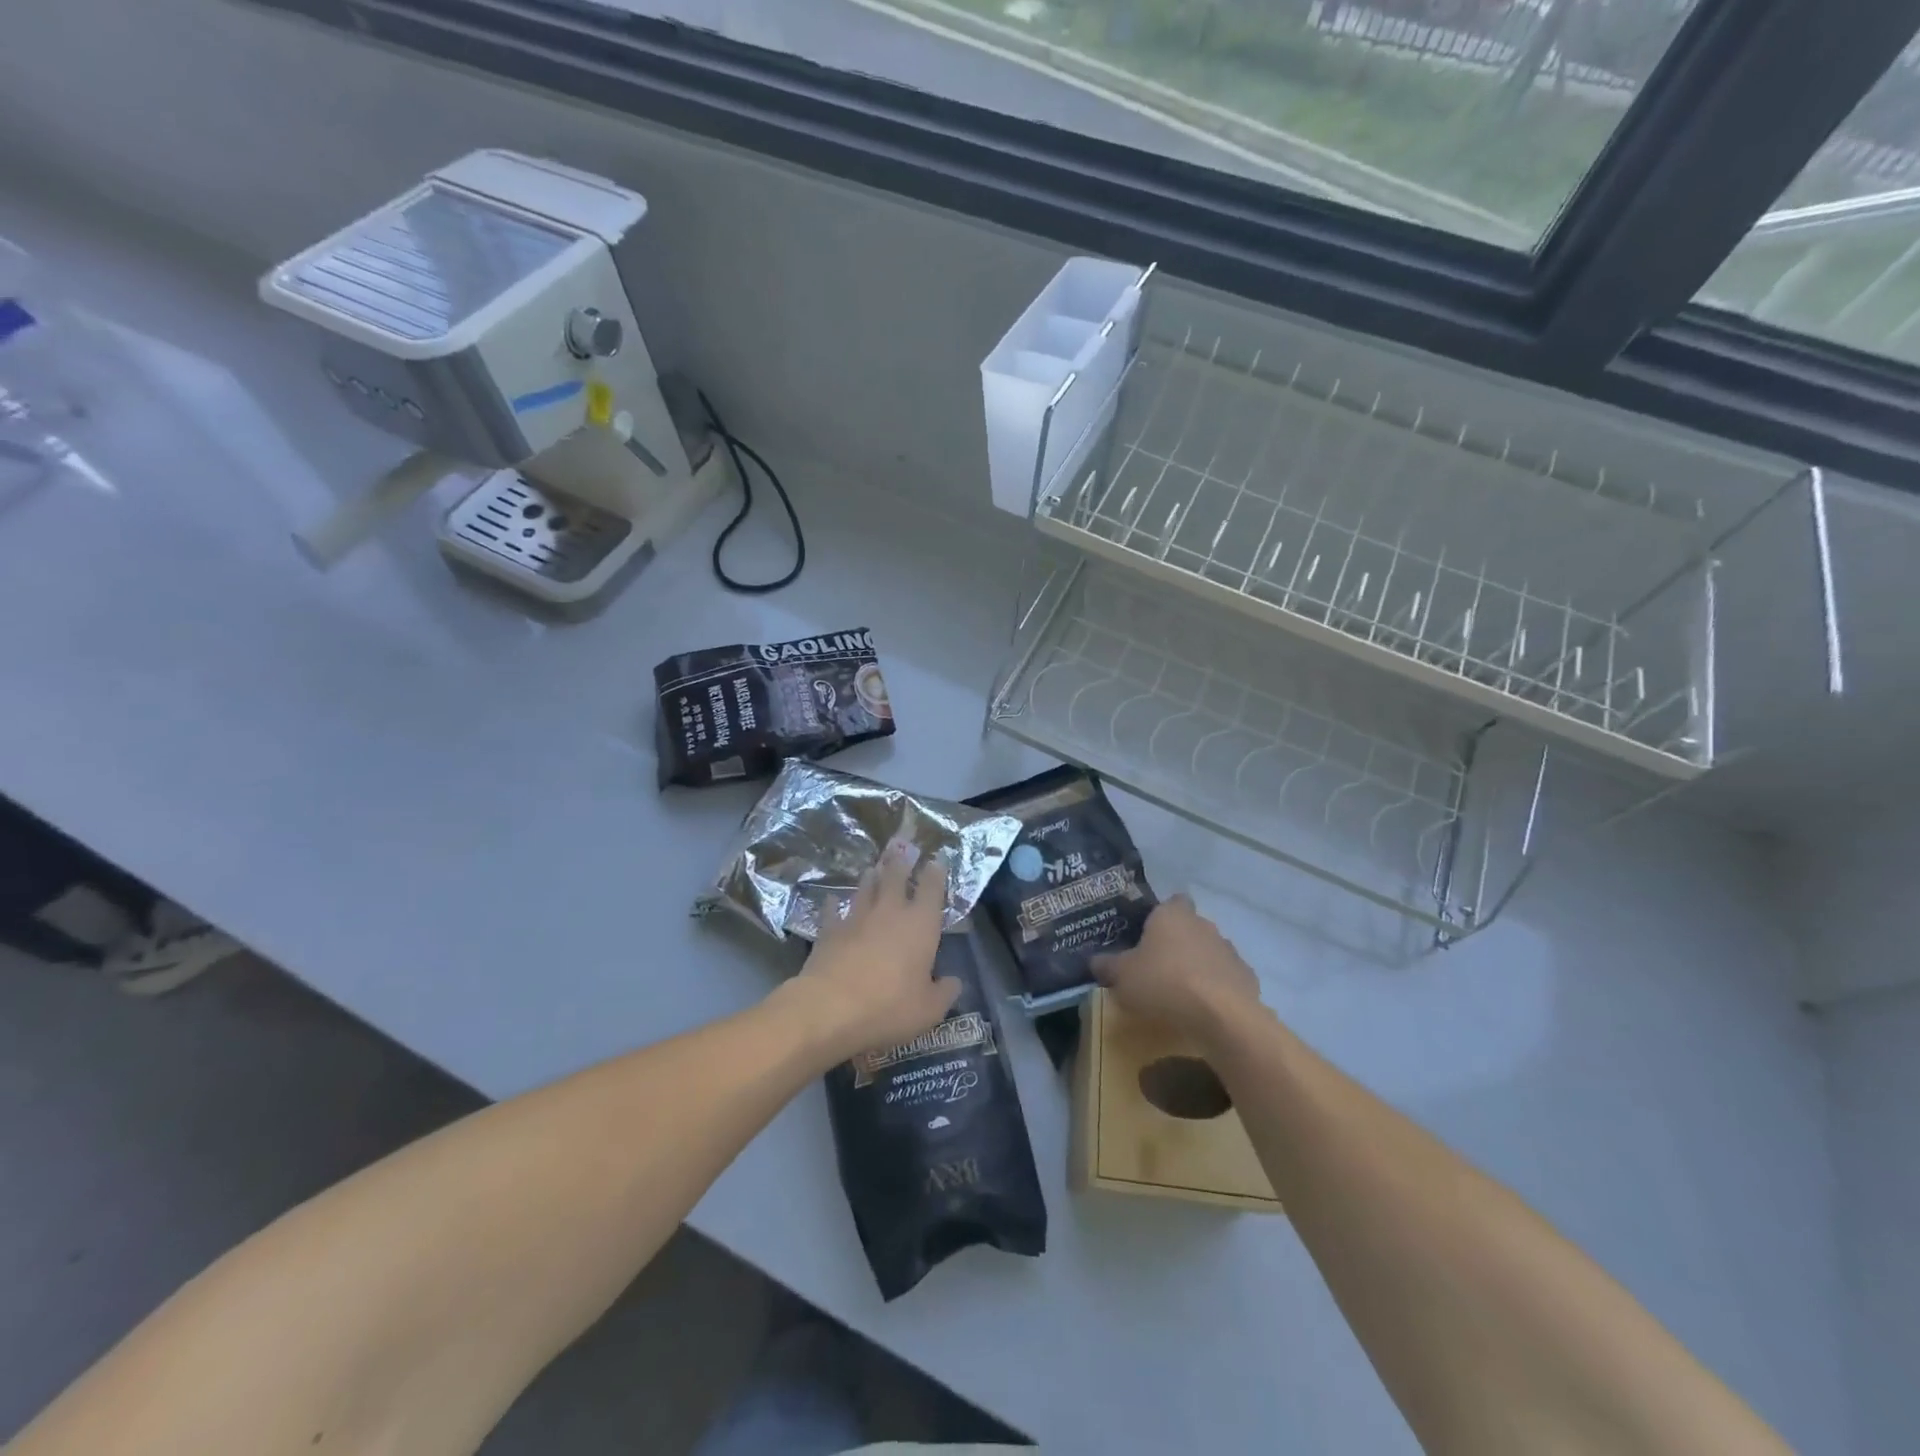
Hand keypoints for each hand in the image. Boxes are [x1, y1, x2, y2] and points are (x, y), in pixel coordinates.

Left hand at [781, 839, 960, 1064]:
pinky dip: (833, 905)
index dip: (935, 874)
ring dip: (871, 879)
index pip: (932, 890)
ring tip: (872, 869)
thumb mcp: (929, 1010)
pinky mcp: (829, 931)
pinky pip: (832, 912)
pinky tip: (831, 901)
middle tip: (901, 850)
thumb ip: (945, 992)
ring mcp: (857, 918)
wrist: (831, 1008)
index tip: (936, 861)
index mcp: (921, 925)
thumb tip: (954, 982)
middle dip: (900, 864)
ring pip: (865, 889)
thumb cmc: (889, 1006)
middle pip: (895, 878)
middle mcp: (890, 912)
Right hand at [1091, 894, 1261, 1046]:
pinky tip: (1203, 1010)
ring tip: (1179, 993)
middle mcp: (1203, 924)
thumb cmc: (1164, 983)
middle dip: (1176, 944)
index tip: (1147, 934)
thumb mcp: (1122, 976)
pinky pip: (1225, 978)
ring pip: (1208, 952)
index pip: (1170, 901)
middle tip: (1155, 967)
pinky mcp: (1247, 978)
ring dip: (1197, 966)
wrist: (1222, 1016)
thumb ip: (1107, 966)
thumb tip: (1095, 961)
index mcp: (1172, 915)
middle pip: (1188, 927)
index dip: (1160, 915)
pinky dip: (1215, 989)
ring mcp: (1229, 950)